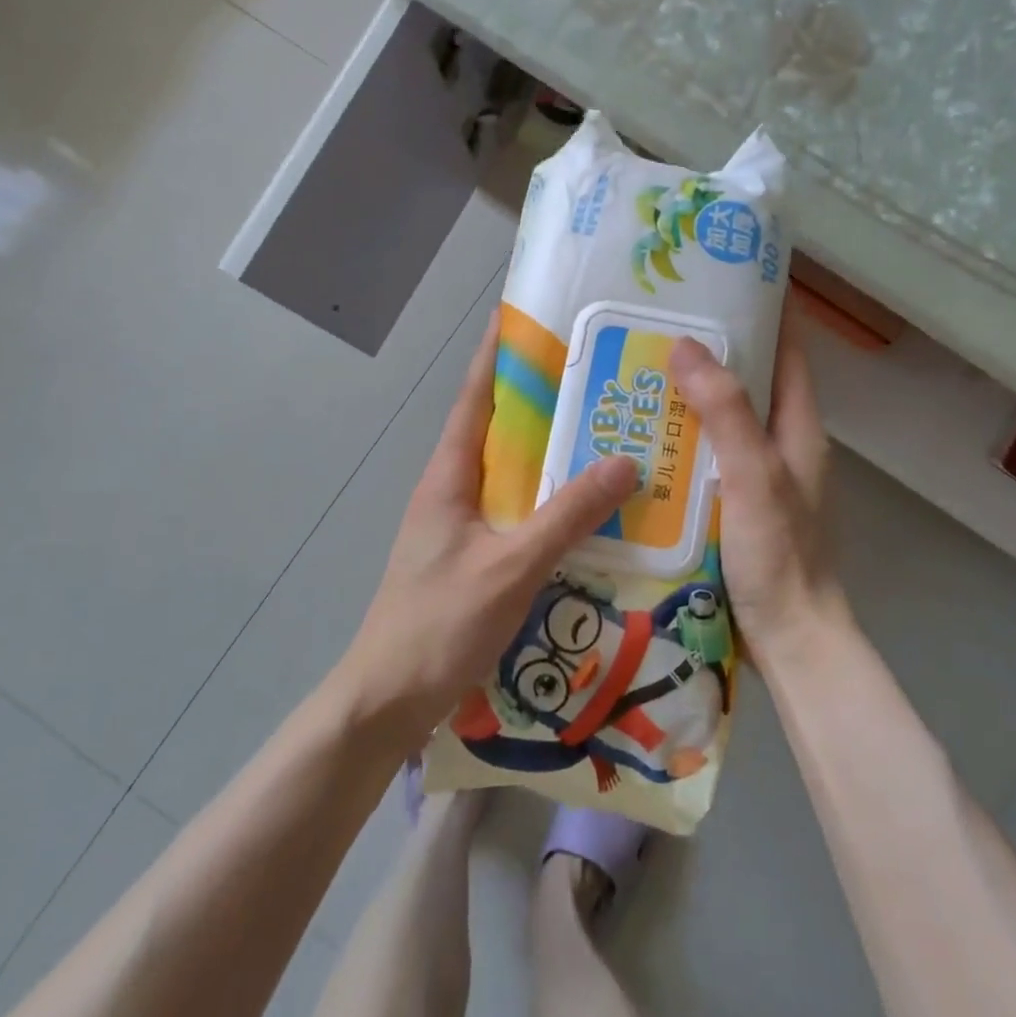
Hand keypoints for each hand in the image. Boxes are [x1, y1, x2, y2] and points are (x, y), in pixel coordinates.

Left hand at [332, 311, 639, 744]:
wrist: (389, 699)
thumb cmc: (440, 623)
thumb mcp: (511, 566)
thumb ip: (567, 515)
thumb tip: (625, 462)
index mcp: (448, 477)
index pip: (474, 399)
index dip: (497, 356)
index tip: (524, 317)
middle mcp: (452, 491)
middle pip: (498, 431)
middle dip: (539, 402)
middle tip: (594, 379)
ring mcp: (460, 527)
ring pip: (510, 475)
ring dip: (548, 454)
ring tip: (602, 435)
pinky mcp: (472, 558)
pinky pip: (516, 513)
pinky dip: (548, 501)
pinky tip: (585, 510)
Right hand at [670, 310, 845, 666]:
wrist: (789, 637)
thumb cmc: (779, 554)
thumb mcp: (754, 475)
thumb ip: (725, 412)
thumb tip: (685, 344)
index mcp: (798, 427)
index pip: (787, 350)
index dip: (764, 311)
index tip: (720, 280)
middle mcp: (780, 444)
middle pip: (749, 381)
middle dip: (711, 350)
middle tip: (656, 323)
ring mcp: (756, 476)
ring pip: (722, 419)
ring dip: (689, 395)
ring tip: (637, 370)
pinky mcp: (733, 504)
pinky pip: (704, 456)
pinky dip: (679, 439)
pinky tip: (640, 437)